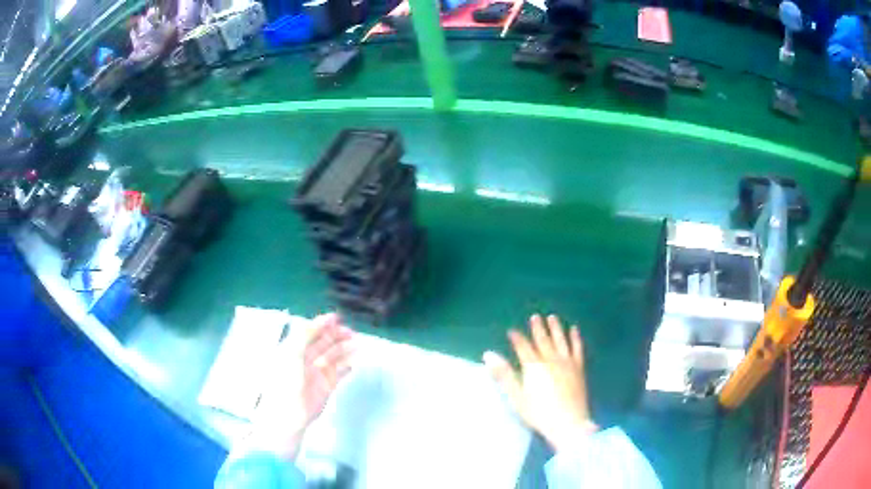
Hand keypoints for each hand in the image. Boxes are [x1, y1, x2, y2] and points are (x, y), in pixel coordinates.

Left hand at [245, 313, 353, 460]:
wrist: (289, 412)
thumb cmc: (286, 380)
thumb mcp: (292, 352)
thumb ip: (304, 334)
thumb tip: (319, 320)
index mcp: (294, 349)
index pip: (310, 332)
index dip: (322, 324)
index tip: (336, 318)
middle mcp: (306, 359)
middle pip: (324, 343)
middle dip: (336, 335)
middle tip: (350, 332)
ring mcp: (317, 373)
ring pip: (334, 356)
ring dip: (344, 349)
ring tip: (357, 344)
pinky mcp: (327, 386)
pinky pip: (340, 373)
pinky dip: (347, 367)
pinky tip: (354, 362)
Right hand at [484, 314, 596, 451]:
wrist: (568, 422)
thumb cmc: (538, 413)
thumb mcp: (516, 396)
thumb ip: (503, 374)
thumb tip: (488, 354)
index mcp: (533, 366)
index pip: (523, 347)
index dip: (517, 338)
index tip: (512, 331)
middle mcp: (550, 359)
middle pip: (542, 340)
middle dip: (537, 328)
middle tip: (535, 317)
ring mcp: (567, 362)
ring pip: (560, 340)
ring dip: (556, 328)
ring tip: (552, 317)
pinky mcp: (579, 368)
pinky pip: (577, 348)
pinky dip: (575, 338)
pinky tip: (574, 330)